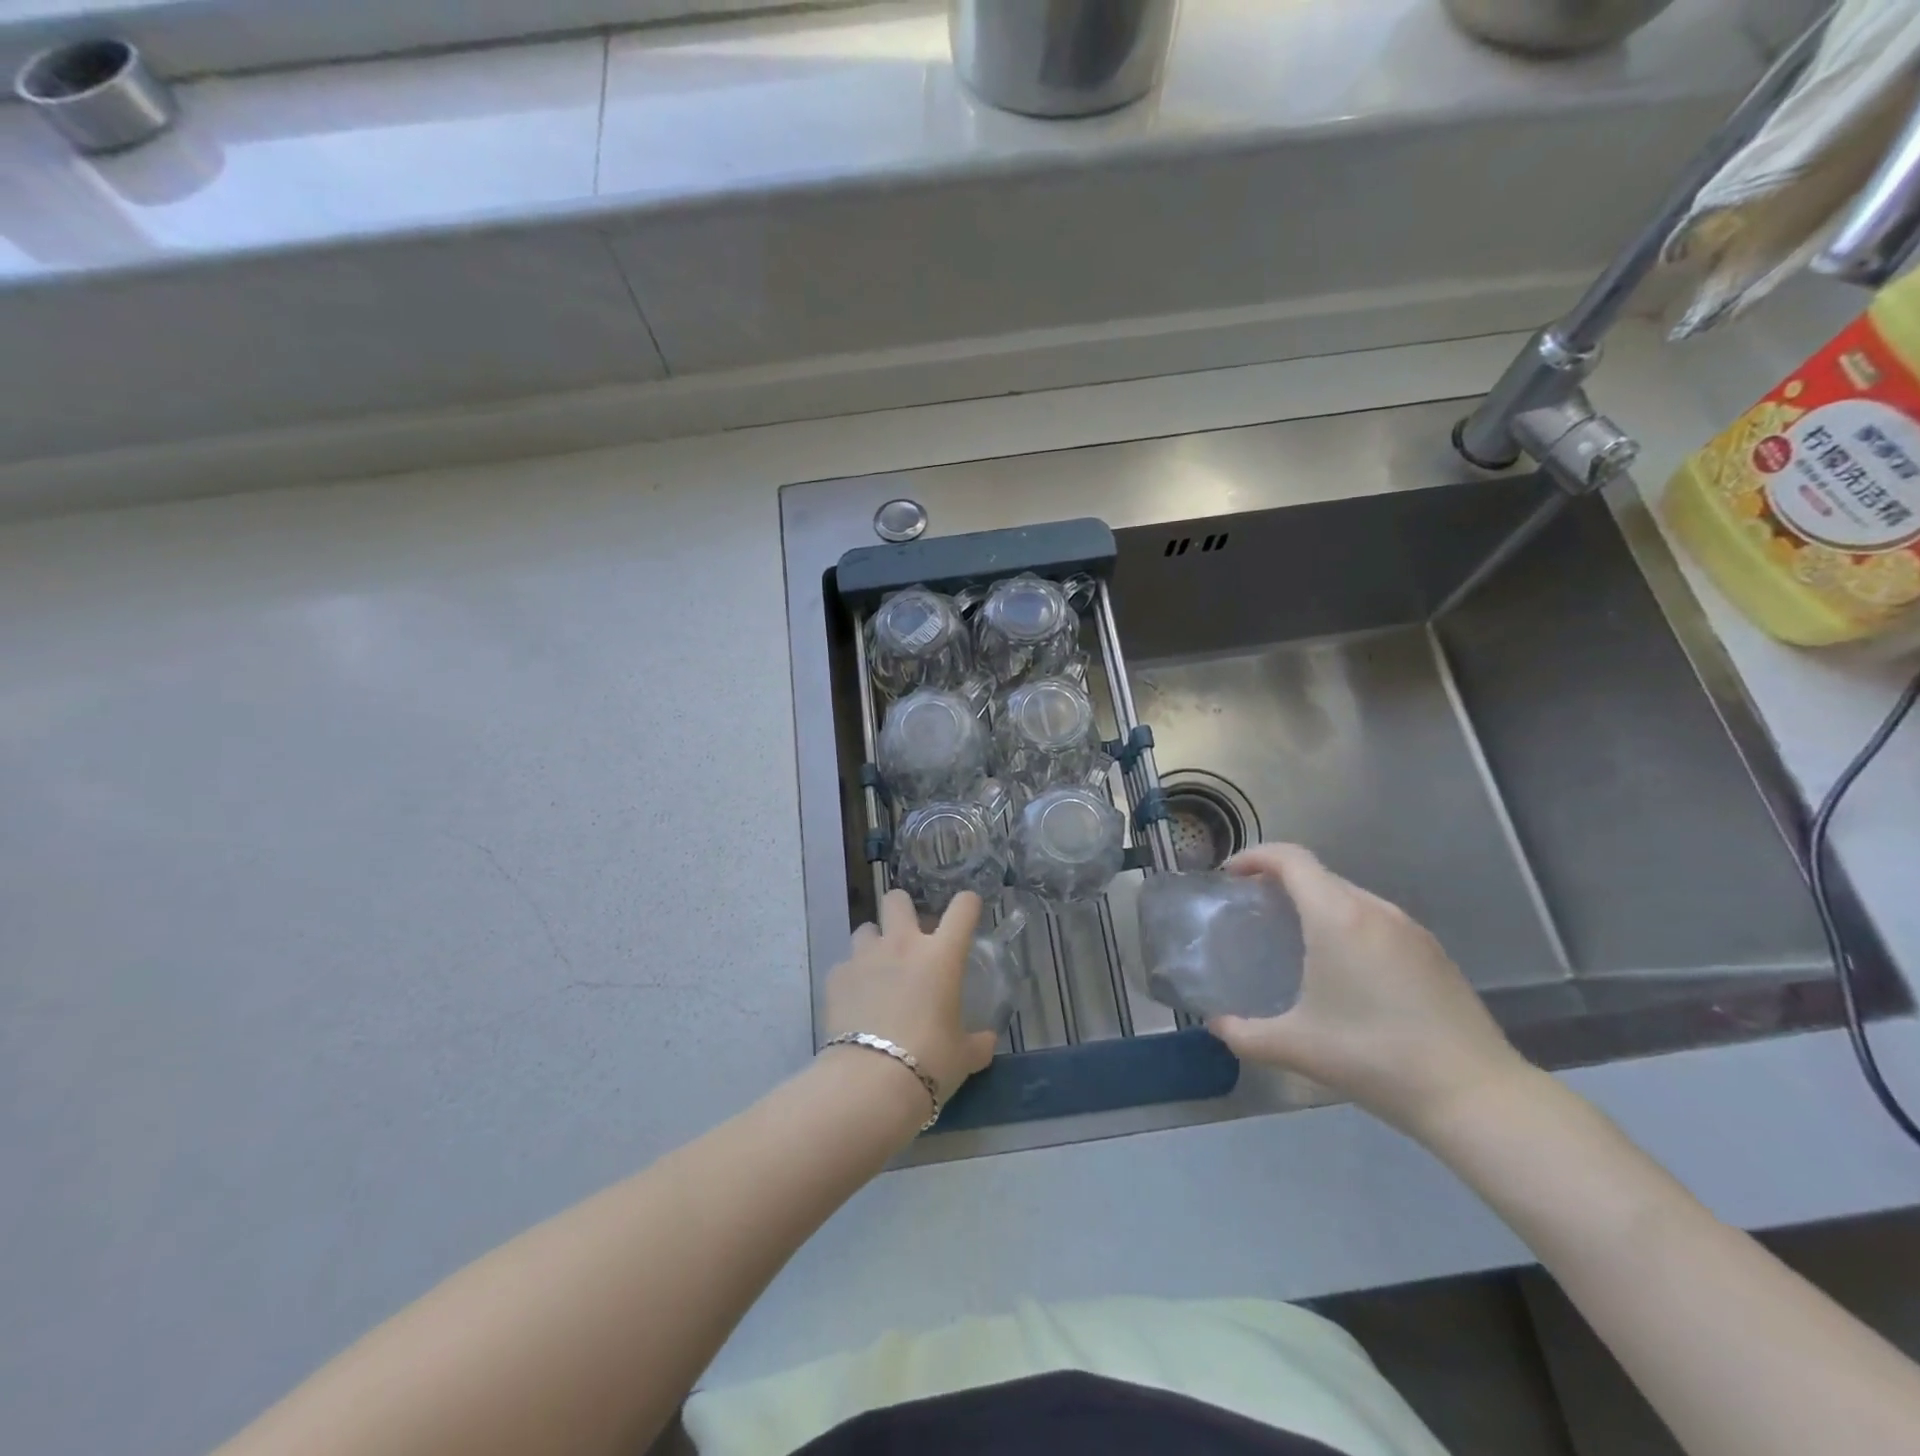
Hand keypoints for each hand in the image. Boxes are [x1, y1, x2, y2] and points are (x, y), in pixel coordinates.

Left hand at [823, 889, 997, 1102]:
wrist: (871, 1082)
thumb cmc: (930, 1062)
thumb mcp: (964, 1056)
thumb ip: (977, 1042)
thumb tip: (986, 1040)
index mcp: (941, 955)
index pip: (962, 908)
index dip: (968, 904)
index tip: (968, 912)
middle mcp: (902, 944)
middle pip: (897, 899)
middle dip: (904, 910)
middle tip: (910, 937)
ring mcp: (865, 957)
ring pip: (866, 928)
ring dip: (875, 943)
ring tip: (879, 970)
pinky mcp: (836, 977)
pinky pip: (845, 965)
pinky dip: (852, 977)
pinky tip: (856, 1000)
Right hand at [1205, 844, 1530, 1139]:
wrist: (1475, 1094)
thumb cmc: (1375, 1057)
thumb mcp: (1297, 1047)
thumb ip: (1244, 1034)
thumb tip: (1216, 1025)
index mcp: (1338, 917)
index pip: (1291, 859)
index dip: (1255, 856)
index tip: (1230, 876)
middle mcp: (1375, 910)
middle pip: (1319, 875)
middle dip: (1280, 882)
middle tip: (1254, 911)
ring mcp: (1410, 930)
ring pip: (1350, 897)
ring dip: (1315, 903)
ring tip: (1294, 937)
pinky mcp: (1433, 953)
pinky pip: (1376, 920)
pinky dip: (1347, 924)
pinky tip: (1344, 968)